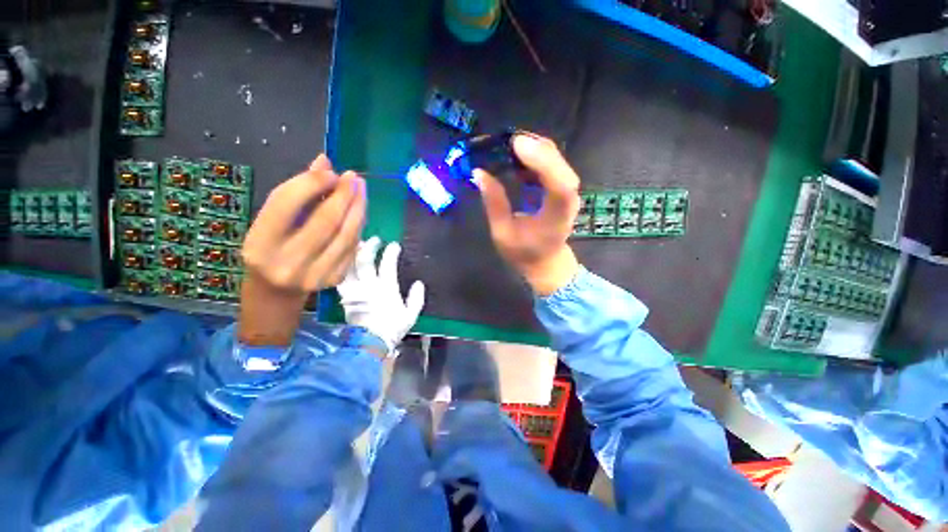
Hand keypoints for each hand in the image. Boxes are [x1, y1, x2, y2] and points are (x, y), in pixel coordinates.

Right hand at [238, 155, 365, 345]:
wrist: (275, 292)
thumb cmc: (270, 249)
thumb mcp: (270, 221)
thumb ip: (296, 192)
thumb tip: (324, 162)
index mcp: (260, 244)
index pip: (287, 205)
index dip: (312, 183)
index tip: (331, 170)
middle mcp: (287, 263)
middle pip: (326, 221)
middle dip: (344, 195)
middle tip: (354, 177)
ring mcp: (315, 275)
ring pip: (346, 235)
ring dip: (358, 208)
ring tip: (361, 189)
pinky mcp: (335, 279)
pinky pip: (352, 246)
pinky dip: (357, 226)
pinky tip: (358, 212)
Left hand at [337, 236, 424, 352]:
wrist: (368, 343)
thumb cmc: (392, 328)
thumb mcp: (411, 315)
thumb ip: (416, 298)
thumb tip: (419, 283)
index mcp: (386, 288)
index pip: (387, 264)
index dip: (391, 252)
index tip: (394, 245)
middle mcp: (369, 285)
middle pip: (365, 261)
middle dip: (370, 247)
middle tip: (374, 239)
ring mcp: (354, 290)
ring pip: (349, 266)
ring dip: (353, 253)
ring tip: (356, 244)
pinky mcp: (344, 296)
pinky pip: (341, 277)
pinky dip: (342, 266)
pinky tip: (344, 261)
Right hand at [474, 133, 580, 295]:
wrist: (546, 262)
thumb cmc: (524, 253)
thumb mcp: (502, 233)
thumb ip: (494, 203)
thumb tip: (480, 172)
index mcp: (556, 217)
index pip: (559, 185)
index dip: (541, 162)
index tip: (516, 145)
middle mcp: (568, 200)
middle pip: (559, 164)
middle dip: (533, 147)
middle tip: (503, 141)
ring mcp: (567, 192)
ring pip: (555, 159)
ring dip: (532, 148)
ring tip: (505, 146)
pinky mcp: (561, 187)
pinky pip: (550, 163)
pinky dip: (533, 155)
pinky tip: (515, 156)